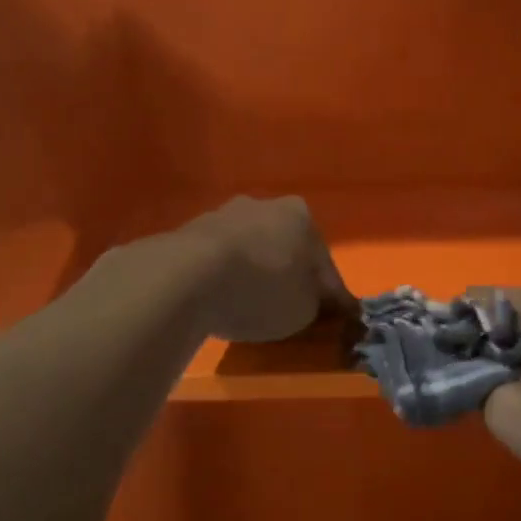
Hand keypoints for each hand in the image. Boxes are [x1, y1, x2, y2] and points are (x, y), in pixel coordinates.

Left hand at [177, 196, 354, 342]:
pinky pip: (219, 260)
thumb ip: (315, 302)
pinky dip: (225, 277)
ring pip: (251, 249)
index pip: (324, 261)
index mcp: (301, 216)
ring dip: (255, 272)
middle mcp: (264, 205)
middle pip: (286, 247)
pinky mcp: (188, 233)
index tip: (333, 315)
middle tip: (291, 307)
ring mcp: (223, 215)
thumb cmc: (262, 290)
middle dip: (289, 274)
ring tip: (252, 306)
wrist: (187, 278)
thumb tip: (311, 300)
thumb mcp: (305, 309)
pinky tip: (223, 299)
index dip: (330, 293)